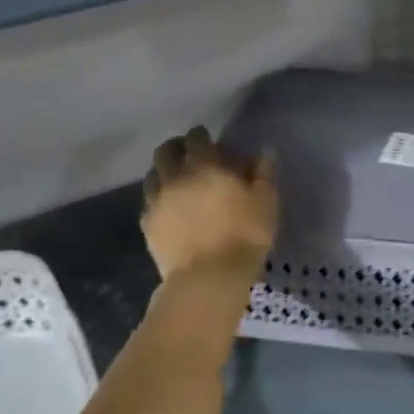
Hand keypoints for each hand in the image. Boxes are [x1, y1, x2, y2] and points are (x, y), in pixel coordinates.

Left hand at [141, 126, 277, 282]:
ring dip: (164, 172)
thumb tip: (263, 152)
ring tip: (177, 181)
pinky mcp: (147, 225)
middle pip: (166, 151)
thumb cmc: (244, 234)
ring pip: (152, 175)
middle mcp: (174, 177)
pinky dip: (157, 198)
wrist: (208, 276)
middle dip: (177, 148)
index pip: (196, 138)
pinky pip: (148, 202)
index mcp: (204, 165)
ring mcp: (156, 201)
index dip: (202, 136)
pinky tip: (168, 208)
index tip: (210, 141)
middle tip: (190, 156)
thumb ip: (264, 173)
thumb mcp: (266, 201)